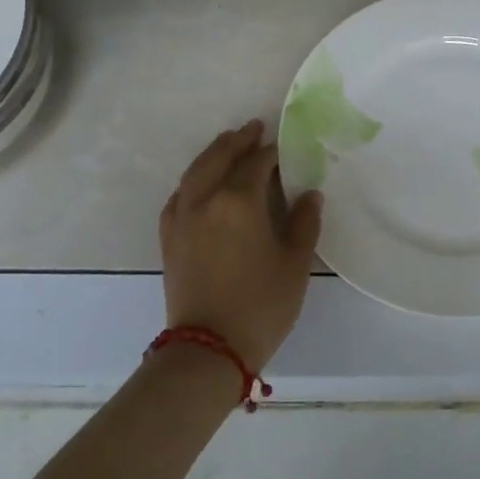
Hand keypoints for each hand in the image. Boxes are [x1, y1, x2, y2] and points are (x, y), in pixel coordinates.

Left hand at [159, 120, 321, 372]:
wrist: (208, 350)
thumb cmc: (261, 304)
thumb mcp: (295, 263)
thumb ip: (304, 222)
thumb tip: (309, 194)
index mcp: (238, 201)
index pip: (257, 163)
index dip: (272, 152)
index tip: (284, 147)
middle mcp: (205, 200)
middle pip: (219, 158)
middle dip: (237, 141)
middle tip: (253, 128)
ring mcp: (182, 219)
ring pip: (194, 173)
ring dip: (212, 154)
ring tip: (227, 145)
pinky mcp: (169, 239)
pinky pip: (179, 196)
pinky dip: (192, 181)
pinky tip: (200, 185)